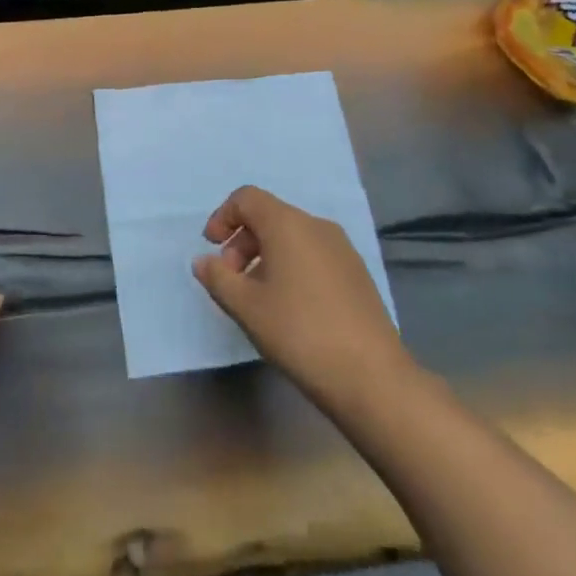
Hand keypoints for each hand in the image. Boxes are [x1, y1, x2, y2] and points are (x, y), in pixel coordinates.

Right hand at [193, 185, 407, 401]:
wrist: (371, 376)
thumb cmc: (299, 331)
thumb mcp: (246, 306)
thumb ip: (218, 277)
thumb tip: (204, 261)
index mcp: (288, 224)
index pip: (247, 198)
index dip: (223, 217)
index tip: (211, 248)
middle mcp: (317, 226)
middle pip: (269, 216)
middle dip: (242, 242)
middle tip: (231, 280)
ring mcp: (342, 249)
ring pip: (292, 237)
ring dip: (265, 256)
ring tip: (258, 296)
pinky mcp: (357, 273)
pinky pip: (313, 254)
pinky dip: (291, 266)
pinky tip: (290, 306)